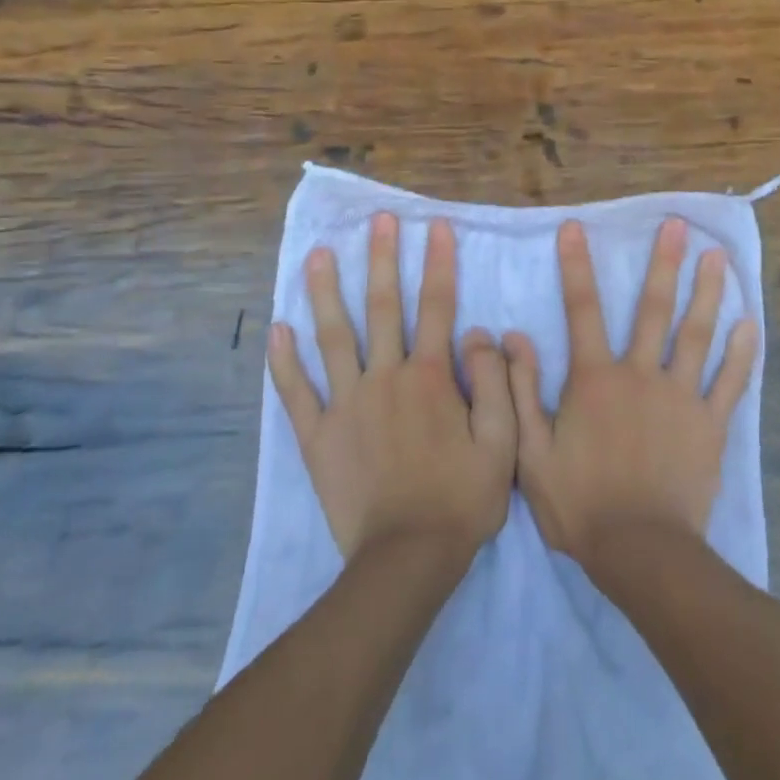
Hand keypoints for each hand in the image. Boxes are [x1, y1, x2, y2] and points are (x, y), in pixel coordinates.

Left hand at [268, 213, 516, 562]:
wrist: (407, 559)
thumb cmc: (461, 500)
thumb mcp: (502, 442)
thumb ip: (495, 383)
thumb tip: (481, 333)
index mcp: (430, 378)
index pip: (436, 307)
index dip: (438, 263)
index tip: (436, 227)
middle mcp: (385, 378)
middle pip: (382, 308)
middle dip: (381, 259)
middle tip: (377, 220)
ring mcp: (346, 404)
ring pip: (333, 337)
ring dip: (325, 293)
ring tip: (317, 255)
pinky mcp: (318, 435)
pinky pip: (297, 392)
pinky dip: (285, 361)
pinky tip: (277, 330)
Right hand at [506, 217, 757, 567]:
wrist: (641, 552)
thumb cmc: (580, 504)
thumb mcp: (531, 452)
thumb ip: (521, 391)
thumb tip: (513, 337)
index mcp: (596, 379)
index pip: (582, 309)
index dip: (576, 266)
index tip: (575, 227)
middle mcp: (640, 374)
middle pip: (653, 309)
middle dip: (663, 263)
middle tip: (678, 225)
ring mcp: (680, 397)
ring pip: (697, 334)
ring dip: (708, 292)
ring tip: (718, 257)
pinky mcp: (710, 425)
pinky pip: (730, 382)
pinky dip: (742, 353)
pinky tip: (751, 324)